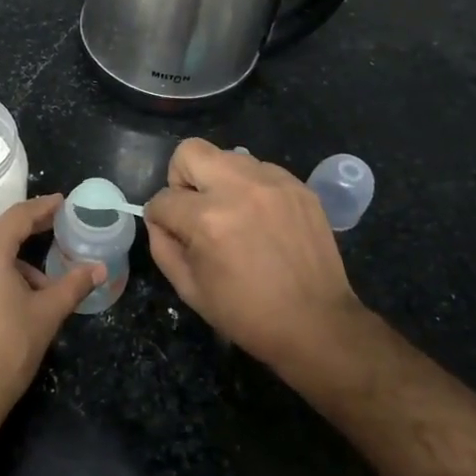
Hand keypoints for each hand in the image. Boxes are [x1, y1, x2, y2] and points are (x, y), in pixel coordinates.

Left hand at [0, 196, 104, 426]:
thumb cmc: (7, 350)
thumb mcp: (47, 314)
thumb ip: (73, 285)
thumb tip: (100, 269)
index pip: (17, 217)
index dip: (42, 208)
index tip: (61, 202)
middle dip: (27, 237)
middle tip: (53, 235)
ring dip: (9, 265)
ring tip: (37, 290)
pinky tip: (5, 305)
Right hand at [145, 139, 366, 384]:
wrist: (316, 323)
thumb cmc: (245, 313)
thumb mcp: (188, 289)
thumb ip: (162, 246)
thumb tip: (159, 220)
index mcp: (207, 219)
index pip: (162, 199)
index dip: (160, 218)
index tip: (172, 233)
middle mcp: (239, 189)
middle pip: (190, 152)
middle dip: (182, 178)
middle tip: (196, 208)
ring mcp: (273, 183)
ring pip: (226, 156)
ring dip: (219, 181)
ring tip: (233, 214)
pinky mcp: (298, 186)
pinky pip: (259, 169)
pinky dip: (251, 188)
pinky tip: (260, 218)